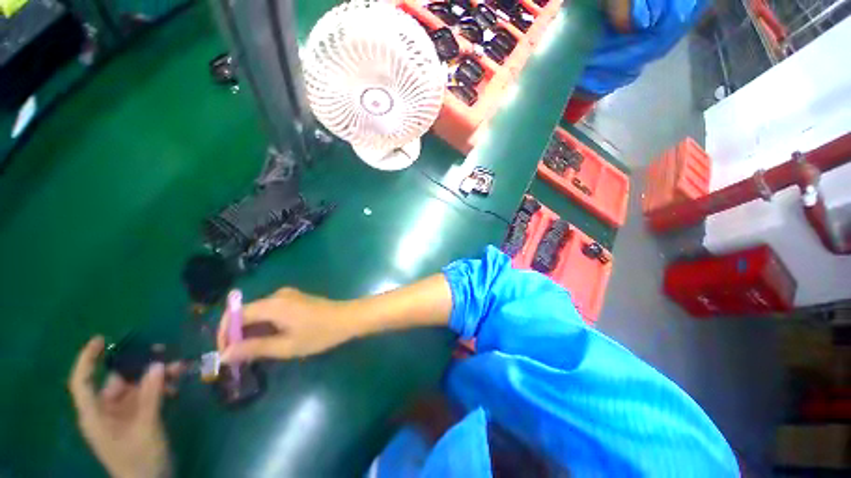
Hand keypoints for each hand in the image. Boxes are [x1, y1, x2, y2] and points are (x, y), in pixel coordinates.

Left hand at [68, 337, 181, 477]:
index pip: (83, 382)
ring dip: (157, 376)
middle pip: (118, 380)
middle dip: (141, 366)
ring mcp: (124, 414)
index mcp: (95, 414)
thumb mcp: (146, 427)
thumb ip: (151, 395)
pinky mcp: (139, 418)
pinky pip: (148, 395)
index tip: (102, 339)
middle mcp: (106, 410)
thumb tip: (157, 364)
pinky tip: (177, 384)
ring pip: (138, 386)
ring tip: (179, 368)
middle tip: (164, 351)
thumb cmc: (139, 459)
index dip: (87, 359)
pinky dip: (161, 387)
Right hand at [217, 287, 356, 362]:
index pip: (236, 315)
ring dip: (252, 332)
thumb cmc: (320, 334)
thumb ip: (254, 348)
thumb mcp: (286, 346)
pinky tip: (270, 341)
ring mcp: (288, 296)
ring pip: (259, 313)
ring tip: (253, 354)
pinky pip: (271, 312)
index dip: (224, 334)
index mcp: (273, 304)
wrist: (348, 318)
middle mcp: (278, 295)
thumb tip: (225, 354)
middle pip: (246, 313)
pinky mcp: (295, 299)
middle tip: (239, 359)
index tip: (225, 355)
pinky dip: (265, 326)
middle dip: (238, 336)